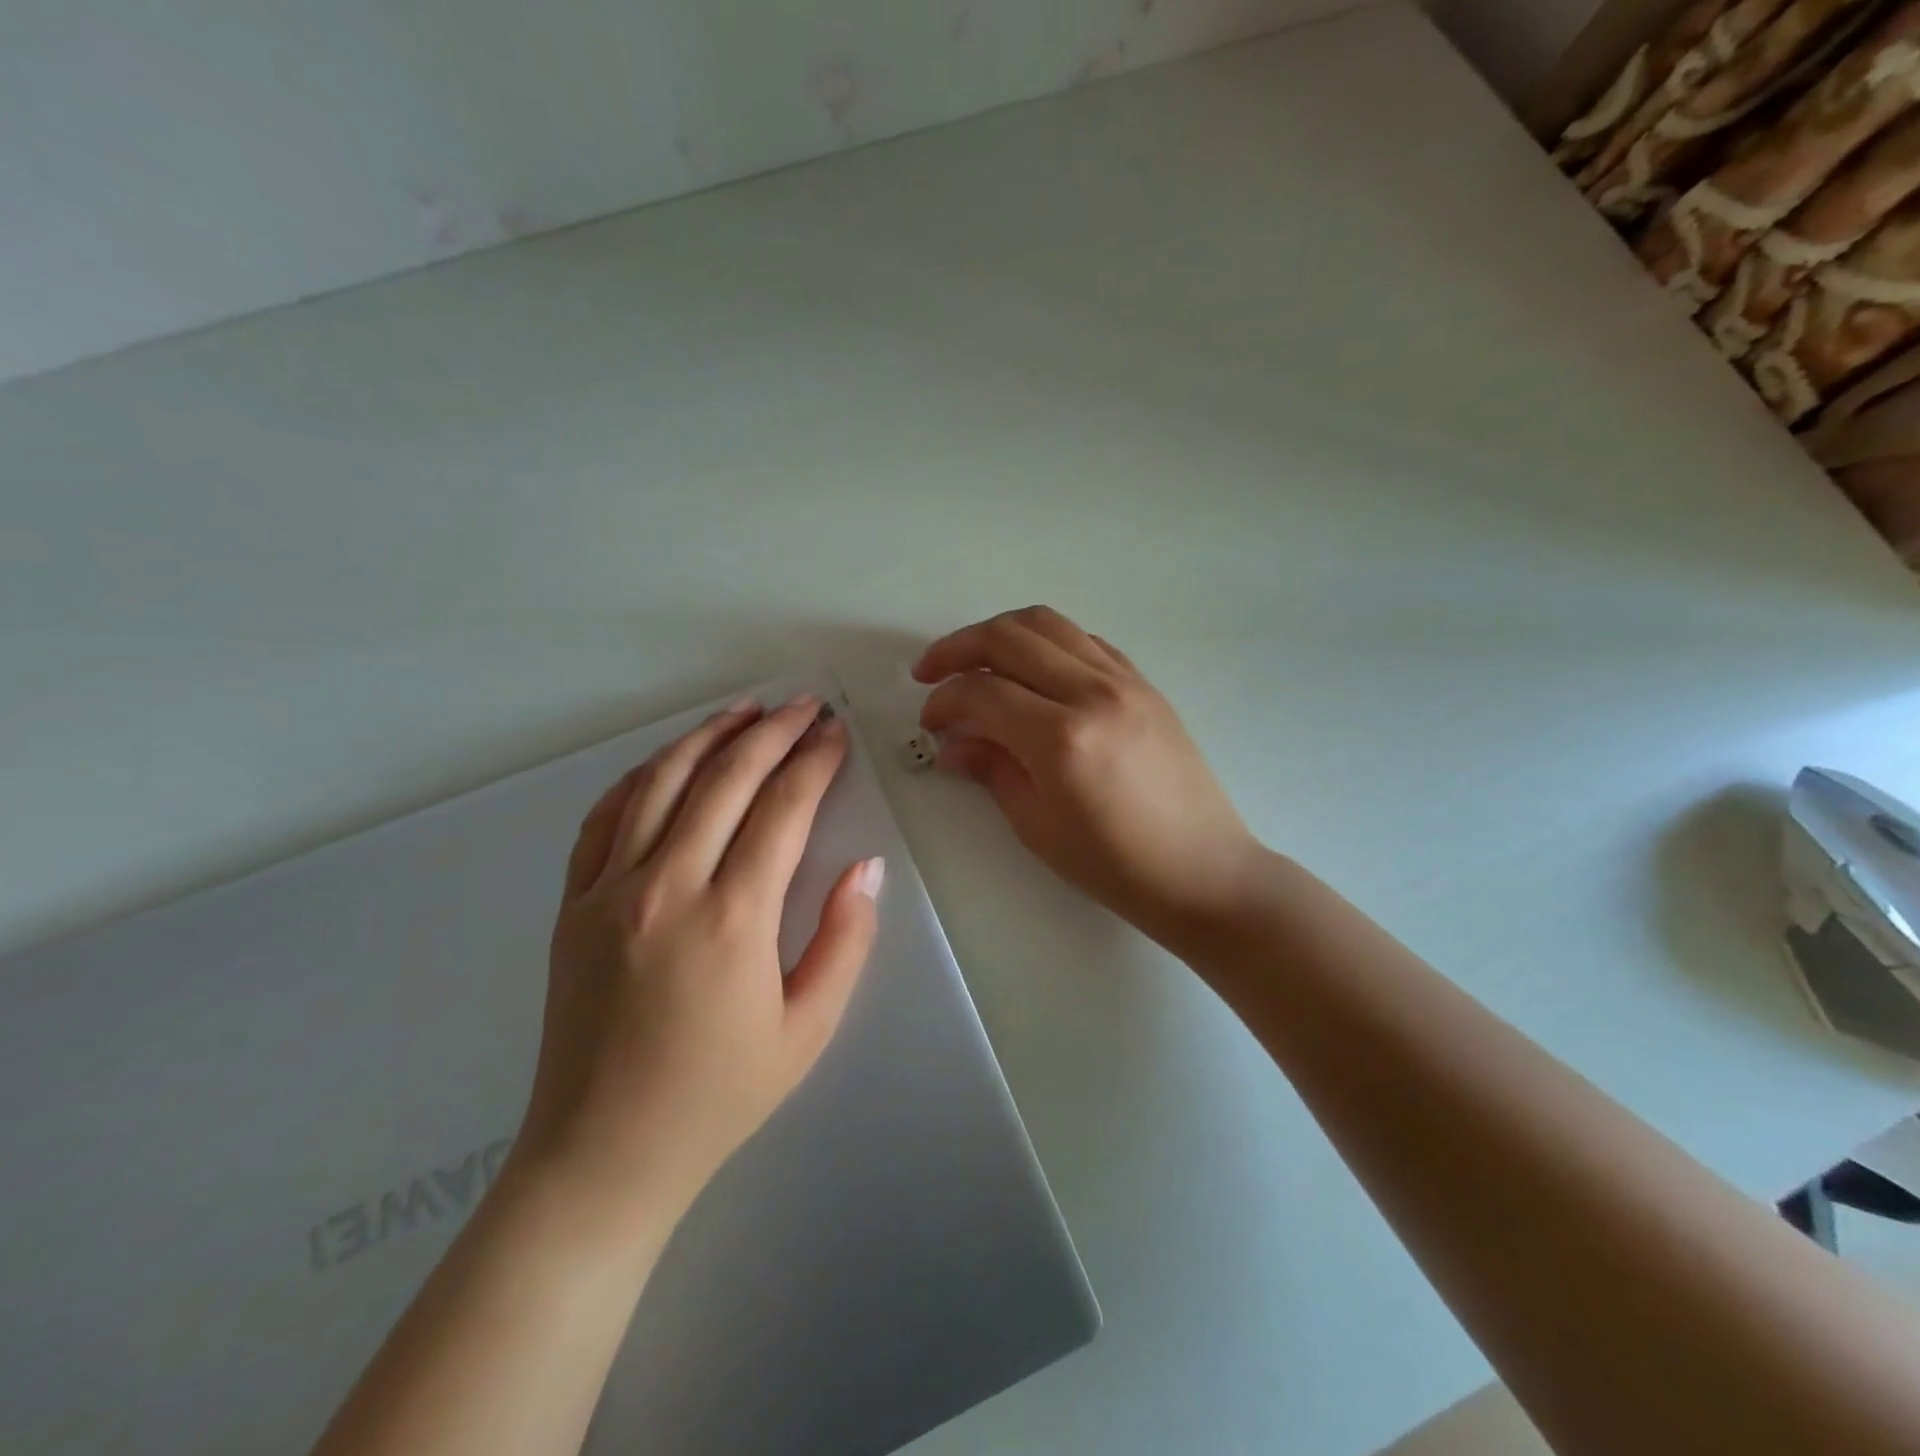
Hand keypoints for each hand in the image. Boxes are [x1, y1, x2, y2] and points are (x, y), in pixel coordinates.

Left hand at [516, 694, 882, 1218]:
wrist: (602, 1153)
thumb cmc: (719, 1095)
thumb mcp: (808, 1029)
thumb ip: (845, 940)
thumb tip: (865, 867)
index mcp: (733, 917)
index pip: (783, 808)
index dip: (815, 761)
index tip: (836, 732)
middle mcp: (667, 886)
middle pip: (725, 778)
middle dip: (772, 731)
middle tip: (804, 705)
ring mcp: (609, 890)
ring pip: (662, 781)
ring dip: (708, 736)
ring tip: (746, 710)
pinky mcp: (572, 903)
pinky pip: (606, 816)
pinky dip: (643, 775)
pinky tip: (671, 759)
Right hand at [914, 606, 1259, 944]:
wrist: (1201, 869)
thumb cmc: (1114, 864)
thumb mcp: (1037, 826)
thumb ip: (990, 770)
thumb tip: (951, 743)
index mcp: (1061, 737)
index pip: (982, 693)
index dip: (943, 702)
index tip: (929, 722)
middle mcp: (1092, 692)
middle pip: (1008, 637)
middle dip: (957, 648)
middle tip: (930, 672)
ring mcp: (1124, 680)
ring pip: (1047, 623)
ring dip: (999, 632)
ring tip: (974, 659)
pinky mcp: (1143, 682)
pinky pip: (1083, 640)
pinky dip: (1046, 642)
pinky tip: (1031, 670)